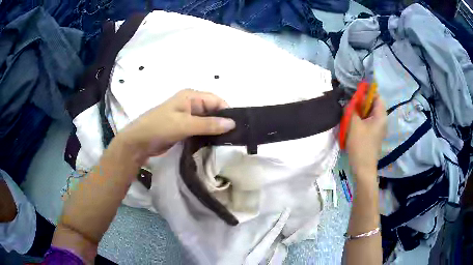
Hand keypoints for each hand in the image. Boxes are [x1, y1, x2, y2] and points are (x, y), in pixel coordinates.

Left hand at [117, 89, 235, 160]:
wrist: (139, 142)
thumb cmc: (159, 127)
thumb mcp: (184, 124)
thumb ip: (208, 124)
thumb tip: (232, 123)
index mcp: (191, 96)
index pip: (216, 101)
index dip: (227, 112)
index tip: (237, 128)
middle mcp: (191, 104)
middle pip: (213, 111)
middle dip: (223, 122)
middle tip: (234, 138)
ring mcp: (188, 116)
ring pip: (208, 121)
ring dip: (215, 130)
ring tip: (228, 142)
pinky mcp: (185, 128)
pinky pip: (201, 129)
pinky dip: (208, 135)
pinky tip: (215, 144)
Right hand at [346, 96, 386, 183]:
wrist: (363, 168)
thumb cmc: (360, 145)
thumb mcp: (353, 124)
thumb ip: (351, 109)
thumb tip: (350, 101)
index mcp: (381, 116)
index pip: (377, 96)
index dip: (367, 92)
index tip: (355, 94)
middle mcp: (382, 120)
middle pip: (373, 105)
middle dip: (361, 102)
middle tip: (350, 104)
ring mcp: (378, 129)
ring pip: (369, 114)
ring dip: (360, 111)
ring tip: (349, 113)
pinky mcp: (374, 135)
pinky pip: (368, 122)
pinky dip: (361, 119)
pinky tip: (352, 123)